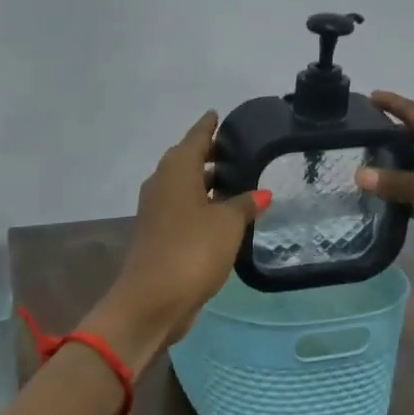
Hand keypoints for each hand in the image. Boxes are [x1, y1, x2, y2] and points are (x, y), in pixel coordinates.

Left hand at [91, 112, 269, 365]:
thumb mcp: (227, 224)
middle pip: (186, 160)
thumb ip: (245, 204)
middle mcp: (162, 184)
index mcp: (176, 171)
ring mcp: (157, 211)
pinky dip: (200, 204)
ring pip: (184, 185)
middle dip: (208, 153)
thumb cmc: (192, 250)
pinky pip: (183, 208)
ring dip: (205, 181)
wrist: (153, 299)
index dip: (208, 127)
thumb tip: (261, 192)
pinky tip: (222, 213)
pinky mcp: (158, 234)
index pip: (195, 138)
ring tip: (236, 179)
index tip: (218, 115)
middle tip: (236, 149)